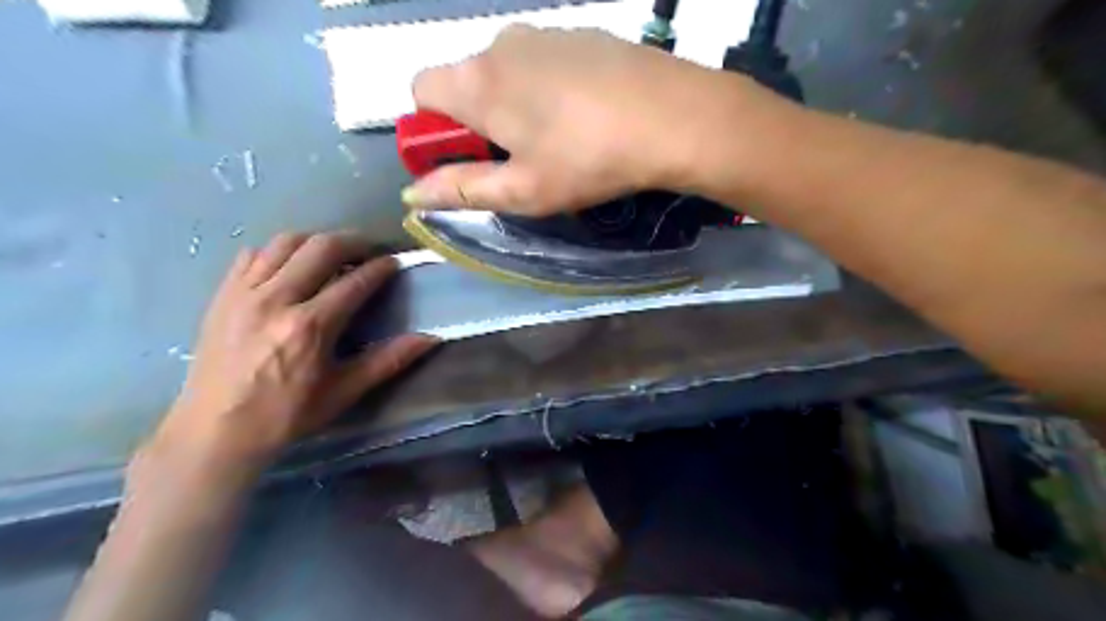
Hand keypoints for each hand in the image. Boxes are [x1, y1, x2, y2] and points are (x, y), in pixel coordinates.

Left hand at [148, 232, 440, 476]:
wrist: (215, 431)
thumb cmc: (287, 415)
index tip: (395, 262)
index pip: (355, 281)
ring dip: (317, 241)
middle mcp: (276, 299)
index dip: (381, 267)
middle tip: (370, 250)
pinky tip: (291, 266)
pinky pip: (253, 254)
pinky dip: (279, 252)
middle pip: (321, 247)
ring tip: (333, 253)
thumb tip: (430, 339)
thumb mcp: (344, 391)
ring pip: (286, 242)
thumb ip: (388, 360)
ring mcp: (244, 293)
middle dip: (353, 241)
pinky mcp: (223, 295)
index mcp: (310, 326)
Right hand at [404, 24, 717, 214]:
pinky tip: (585, 115)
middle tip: (520, 159)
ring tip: (559, 141)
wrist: (672, 117)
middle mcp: (500, 44)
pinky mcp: (581, 34)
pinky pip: (544, 62)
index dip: (433, 129)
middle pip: (465, 80)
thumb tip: (413, 193)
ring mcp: (544, 32)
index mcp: (477, 82)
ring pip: (507, 71)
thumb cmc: (587, 160)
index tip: (466, 158)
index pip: (420, 91)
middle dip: (478, 120)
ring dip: (515, 105)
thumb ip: (462, 189)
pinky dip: (548, 88)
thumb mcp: (522, 189)